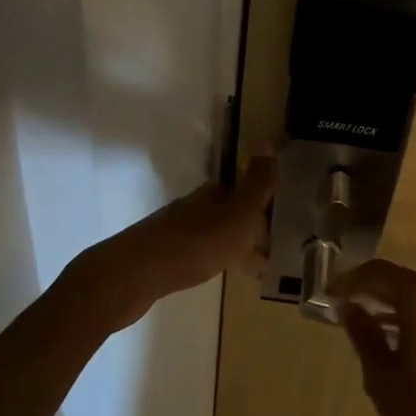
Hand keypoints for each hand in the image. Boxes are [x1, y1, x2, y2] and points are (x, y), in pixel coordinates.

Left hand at [66, 155, 275, 332]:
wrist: (134, 275)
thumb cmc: (195, 243)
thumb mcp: (238, 214)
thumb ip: (257, 183)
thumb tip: (267, 140)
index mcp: (214, 193)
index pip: (245, 192)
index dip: (263, 206)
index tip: (282, 225)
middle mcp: (194, 205)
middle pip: (229, 212)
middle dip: (249, 227)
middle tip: (273, 250)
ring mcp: (175, 230)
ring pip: (214, 232)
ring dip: (232, 245)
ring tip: (254, 268)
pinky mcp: (162, 255)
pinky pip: (198, 252)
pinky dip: (214, 260)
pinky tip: (218, 273)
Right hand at [338, 260, 415, 415]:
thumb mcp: (382, 377)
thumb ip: (364, 335)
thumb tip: (349, 308)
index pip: (380, 273)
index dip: (352, 280)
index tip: (330, 292)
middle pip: (404, 281)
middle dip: (374, 290)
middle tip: (345, 304)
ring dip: (395, 304)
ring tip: (367, 321)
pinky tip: (399, 337)